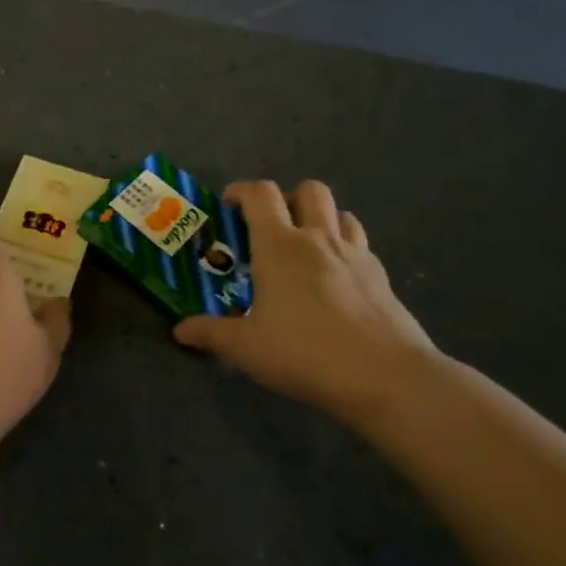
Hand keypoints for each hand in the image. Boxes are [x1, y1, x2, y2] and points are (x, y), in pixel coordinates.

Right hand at [174, 181, 437, 423]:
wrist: (386, 376)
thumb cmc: (305, 352)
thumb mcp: (246, 348)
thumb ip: (211, 334)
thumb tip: (180, 331)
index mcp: (280, 246)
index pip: (260, 194)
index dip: (241, 191)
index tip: (228, 205)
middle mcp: (318, 239)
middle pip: (308, 190)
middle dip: (287, 198)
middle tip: (271, 225)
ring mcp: (355, 254)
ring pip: (340, 212)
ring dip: (320, 219)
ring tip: (305, 247)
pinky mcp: (381, 276)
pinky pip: (360, 244)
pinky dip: (344, 248)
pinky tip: (335, 279)